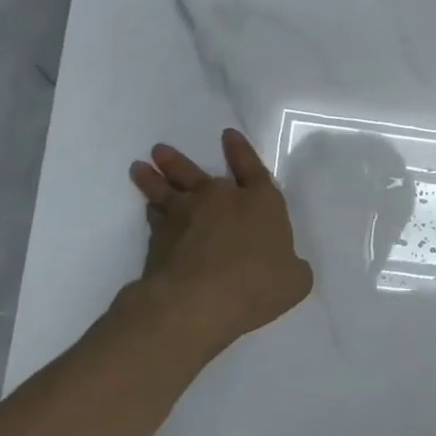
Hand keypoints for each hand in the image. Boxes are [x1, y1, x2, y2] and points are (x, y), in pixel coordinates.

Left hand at [128, 129, 313, 351]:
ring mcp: (185, 216)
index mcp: (260, 202)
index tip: (228, 135)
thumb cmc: (257, 285)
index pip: (252, 169)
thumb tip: (288, 266)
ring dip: (153, 178)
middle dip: (179, 161)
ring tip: (140, 167)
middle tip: (160, 150)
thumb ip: (292, 267)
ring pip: (166, 190)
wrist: (199, 300)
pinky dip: (151, 212)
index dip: (241, 152)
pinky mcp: (159, 238)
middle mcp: (221, 200)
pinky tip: (147, 209)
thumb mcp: (294, 280)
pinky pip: (154, 217)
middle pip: (196, 173)